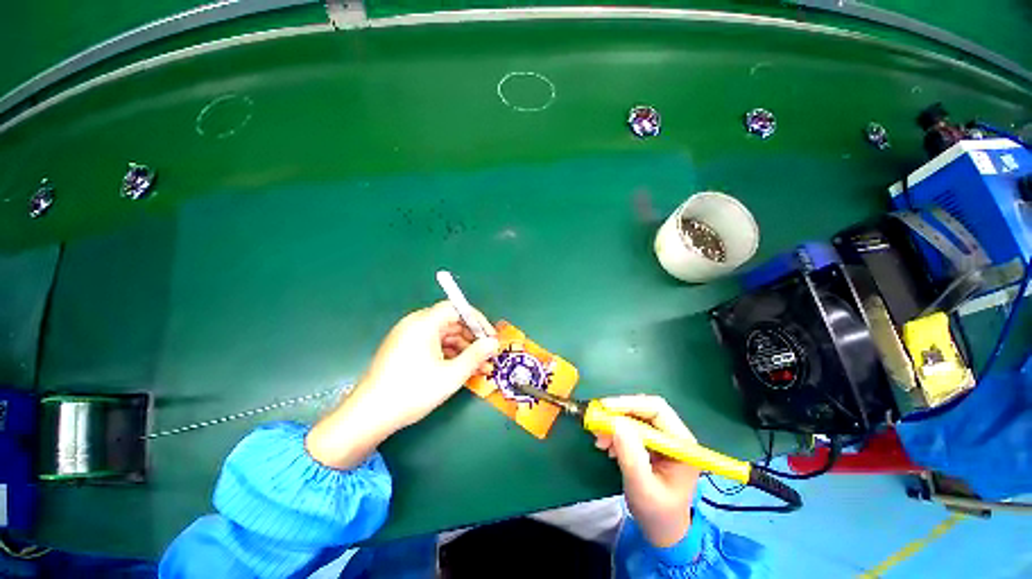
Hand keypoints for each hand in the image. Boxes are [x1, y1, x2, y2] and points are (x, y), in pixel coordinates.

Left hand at [306, 302, 498, 468]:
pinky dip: (448, 354)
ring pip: (443, 335)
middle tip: (488, 354)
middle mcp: (415, 324)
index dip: (477, 320)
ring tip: (480, 367)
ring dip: (463, 349)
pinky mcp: (404, 349)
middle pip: (451, 322)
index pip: (456, 308)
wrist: (369, 416)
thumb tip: (493, 343)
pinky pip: (432, 345)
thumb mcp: (451, 375)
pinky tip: (461, 369)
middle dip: (472, 338)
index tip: (490, 337)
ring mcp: (408, 336)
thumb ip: (476, 355)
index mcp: (424, 323)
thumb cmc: (413, 392)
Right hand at [594, 395, 700, 547]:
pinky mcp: (652, 442)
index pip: (657, 409)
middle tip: (597, 423)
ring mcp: (663, 437)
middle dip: (619, 414)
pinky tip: (607, 445)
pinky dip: (616, 431)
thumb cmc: (657, 512)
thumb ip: (631, 455)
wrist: (662, 530)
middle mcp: (674, 434)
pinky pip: (631, 426)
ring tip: (600, 439)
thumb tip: (616, 423)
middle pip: (644, 409)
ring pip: (636, 416)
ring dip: (615, 423)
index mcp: (682, 443)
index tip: (604, 408)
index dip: (629, 404)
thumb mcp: (642, 487)